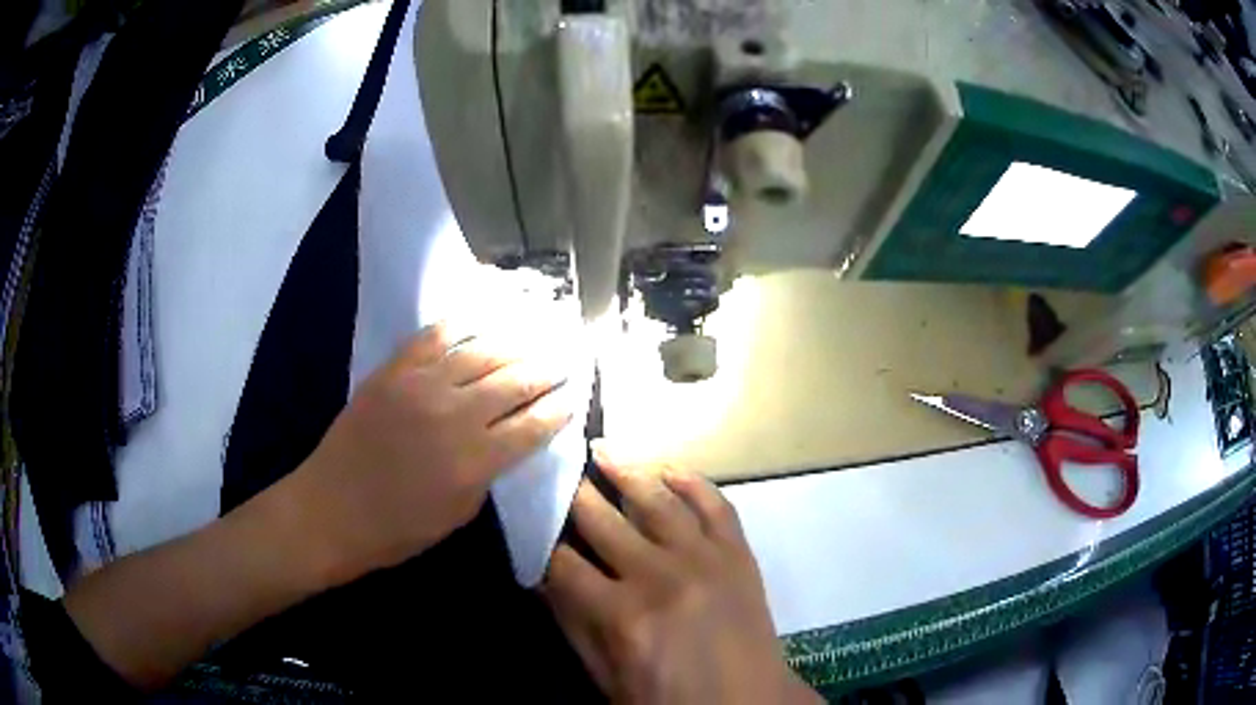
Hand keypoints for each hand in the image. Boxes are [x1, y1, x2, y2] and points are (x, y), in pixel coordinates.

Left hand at [291, 323, 574, 583]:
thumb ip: (488, 473)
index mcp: (476, 460)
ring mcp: (422, 385)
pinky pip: (435, 336)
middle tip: (567, 356)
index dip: (559, 409)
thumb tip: (509, 441)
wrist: (331, 509)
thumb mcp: (457, 514)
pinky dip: (463, 322)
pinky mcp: (394, 370)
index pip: (533, 425)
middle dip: (547, 368)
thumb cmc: (397, 529)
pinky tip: (484, 314)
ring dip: (516, 340)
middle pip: (515, 381)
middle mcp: (456, 415)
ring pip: (482, 352)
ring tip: (539, 329)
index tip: (575, 395)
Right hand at [543, 447, 819, 704]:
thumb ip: (573, 626)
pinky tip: (668, 468)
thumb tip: (540, 578)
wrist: (749, 703)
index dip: (541, 539)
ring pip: (657, 499)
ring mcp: (706, 559)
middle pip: (603, 519)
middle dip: (573, 492)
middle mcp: (660, 576)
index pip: (563, 562)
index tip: (530, 519)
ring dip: (626, 469)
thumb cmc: (671, 699)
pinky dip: (692, 480)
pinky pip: (715, 504)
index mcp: (622, 615)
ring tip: (603, 449)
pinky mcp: (739, 553)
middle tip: (557, 466)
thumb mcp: (607, 676)